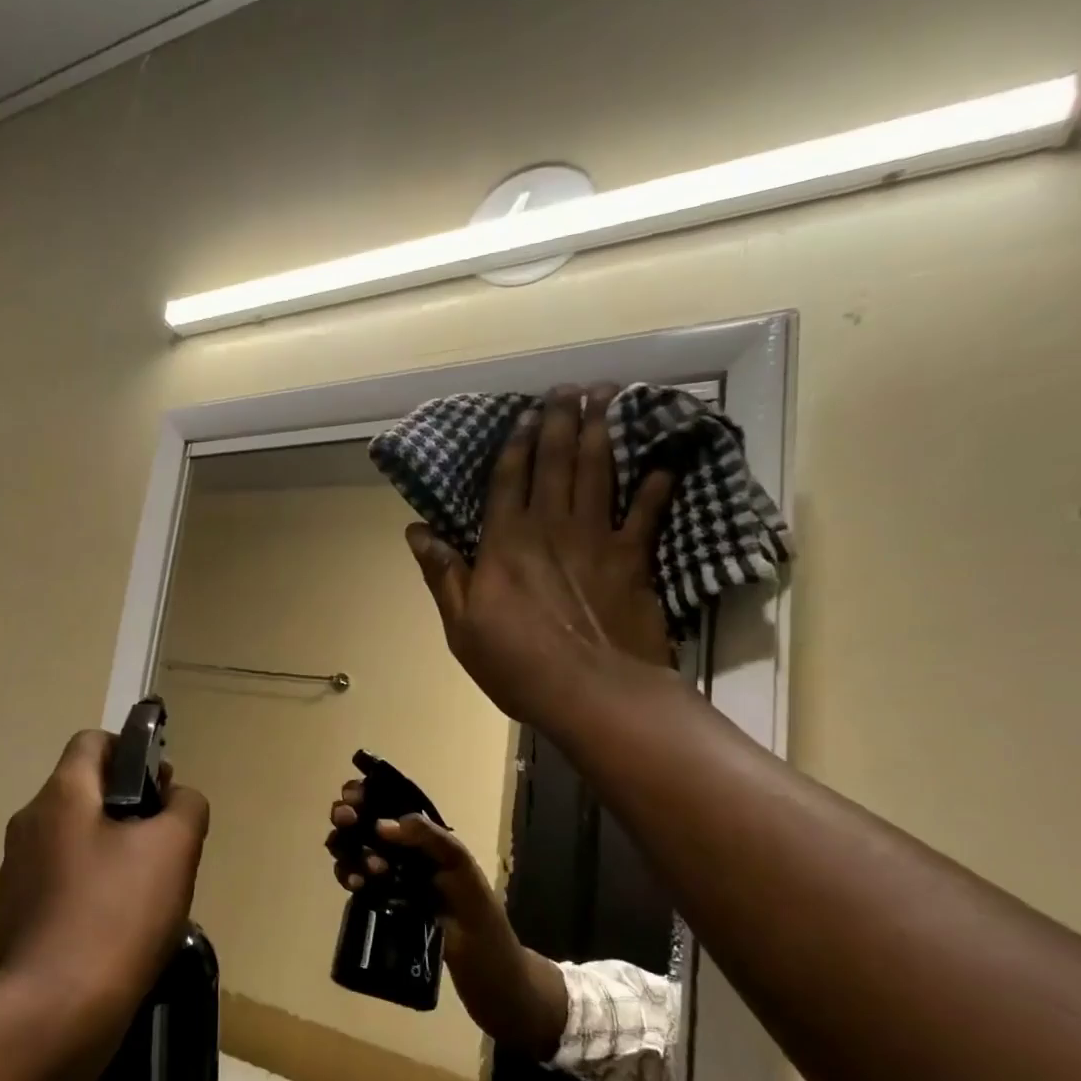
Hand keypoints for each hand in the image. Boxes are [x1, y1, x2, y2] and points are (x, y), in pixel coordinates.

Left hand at [0, 730, 209, 1013]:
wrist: (59, 1009)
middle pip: (82, 792)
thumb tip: (176, 797)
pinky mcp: (11, 915)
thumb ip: (186, 804)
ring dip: (105, 849)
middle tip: (160, 843)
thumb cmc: (121, 913)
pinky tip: (110, 926)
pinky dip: (83, 888)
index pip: (92, 741)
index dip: (130, 751)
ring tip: (141, 891)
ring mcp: (14, 872)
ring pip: (69, 839)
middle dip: (125, 806)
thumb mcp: (176, 847)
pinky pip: (55, 882)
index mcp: (62, 795)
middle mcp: (28, 823)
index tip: (158, 788)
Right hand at [324, 782, 567, 1058]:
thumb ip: (432, 842)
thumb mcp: (465, 876)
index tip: (353, 797)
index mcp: (432, 842)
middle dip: (350, 818)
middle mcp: (410, 856)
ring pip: (357, 853)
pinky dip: (349, 877)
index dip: (369, 794)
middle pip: (368, 825)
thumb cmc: (486, 927)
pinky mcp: (386, 908)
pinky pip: (359, 884)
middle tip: (346, 823)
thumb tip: (382, 824)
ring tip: (361, 868)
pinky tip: (353, 885)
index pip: (394, 804)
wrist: (493, 986)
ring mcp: (396, 882)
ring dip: (349, 850)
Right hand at [405, 385, 674, 724]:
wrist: (591, 693)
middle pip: (556, 465)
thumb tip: (416, 531)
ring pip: (599, 474)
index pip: (508, 481)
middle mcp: (550, 529)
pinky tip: (664, 460)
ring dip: (603, 433)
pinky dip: (656, 486)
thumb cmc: (516, 663)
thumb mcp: (461, 625)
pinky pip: (646, 514)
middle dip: (562, 422)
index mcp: (505, 544)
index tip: (526, 412)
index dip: (517, 444)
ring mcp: (596, 540)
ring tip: (609, 398)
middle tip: (571, 388)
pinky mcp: (633, 560)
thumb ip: (443, 574)